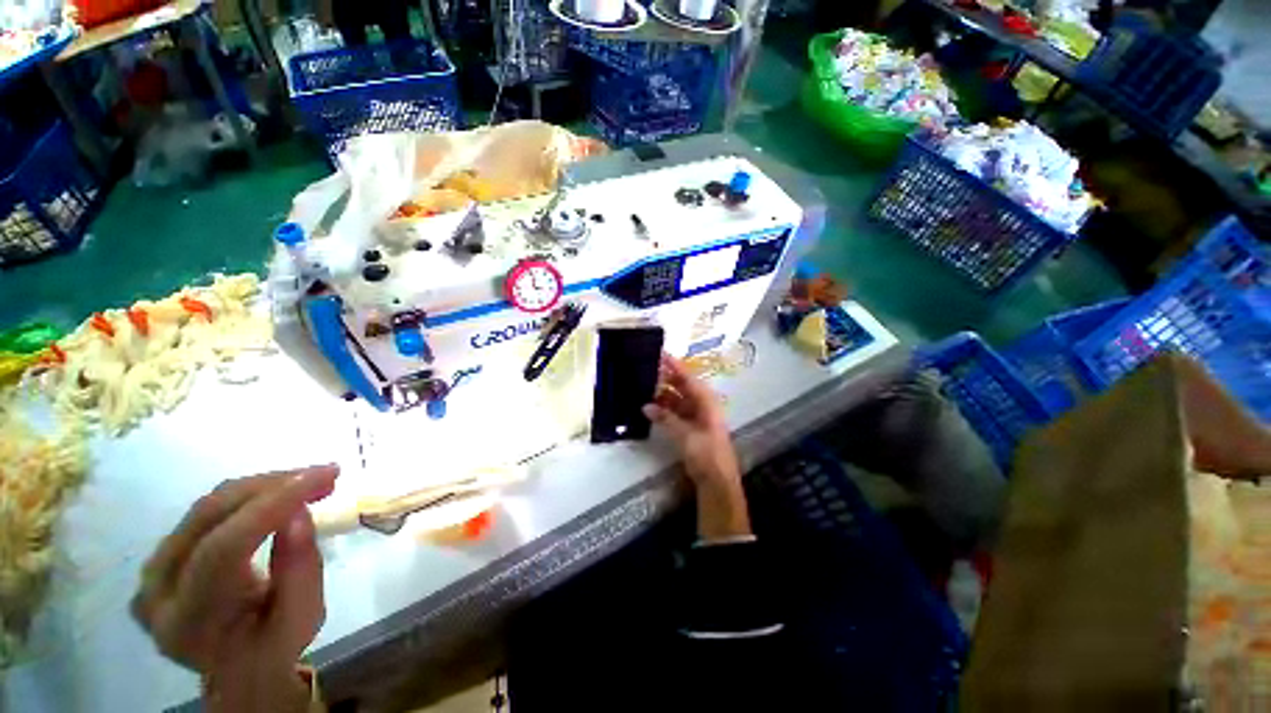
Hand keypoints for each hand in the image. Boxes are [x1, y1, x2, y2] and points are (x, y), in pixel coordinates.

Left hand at [132, 465, 338, 712]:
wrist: (239, 669)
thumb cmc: (276, 646)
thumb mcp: (301, 618)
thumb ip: (299, 571)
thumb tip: (299, 514)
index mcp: (188, 621)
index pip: (223, 549)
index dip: (274, 505)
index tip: (326, 475)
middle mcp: (156, 591)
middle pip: (209, 517)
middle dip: (272, 487)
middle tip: (327, 474)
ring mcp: (151, 572)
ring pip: (207, 506)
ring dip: (264, 486)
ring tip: (310, 481)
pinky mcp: (160, 558)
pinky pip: (205, 513)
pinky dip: (248, 496)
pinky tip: (279, 494)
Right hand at [644, 355, 750, 540]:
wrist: (717, 480)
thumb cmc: (707, 453)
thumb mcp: (686, 435)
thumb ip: (666, 418)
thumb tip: (645, 405)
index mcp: (706, 401)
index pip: (688, 377)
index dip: (674, 365)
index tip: (660, 353)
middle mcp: (702, 405)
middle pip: (682, 386)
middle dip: (665, 378)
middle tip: (646, 369)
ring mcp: (696, 416)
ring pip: (677, 399)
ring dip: (662, 394)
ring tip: (643, 387)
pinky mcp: (690, 427)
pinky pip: (675, 412)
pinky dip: (664, 409)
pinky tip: (649, 407)